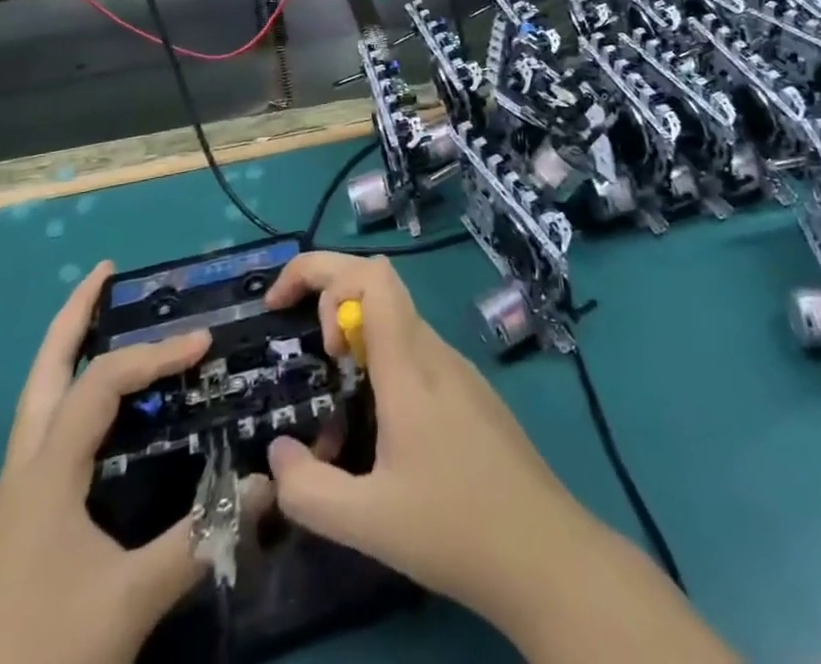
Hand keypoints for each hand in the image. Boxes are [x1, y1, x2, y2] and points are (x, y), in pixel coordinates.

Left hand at [0, 263, 213, 663]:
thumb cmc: (49, 654)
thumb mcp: (132, 599)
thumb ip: (203, 536)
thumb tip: (269, 485)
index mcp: (45, 474)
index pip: (103, 383)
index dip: (155, 354)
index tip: (204, 343)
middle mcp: (22, 472)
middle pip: (44, 372)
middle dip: (74, 317)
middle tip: (106, 272)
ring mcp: (13, 499)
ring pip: (38, 402)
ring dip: (69, 353)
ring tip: (104, 320)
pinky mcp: (16, 524)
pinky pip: (47, 433)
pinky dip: (73, 397)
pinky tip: (102, 411)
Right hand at [260, 253, 584, 626]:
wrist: (544, 549)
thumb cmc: (455, 528)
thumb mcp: (367, 522)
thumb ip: (307, 491)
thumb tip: (276, 454)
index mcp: (409, 364)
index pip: (371, 275)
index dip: (322, 273)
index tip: (288, 315)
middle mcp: (433, 350)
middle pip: (378, 284)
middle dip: (328, 291)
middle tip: (306, 348)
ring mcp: (456, 366)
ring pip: (396, 317)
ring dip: (354, 331)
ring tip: (333, 388)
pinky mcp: (468, 388)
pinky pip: (414, 348)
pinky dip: (379, 356)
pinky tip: (374, 417)